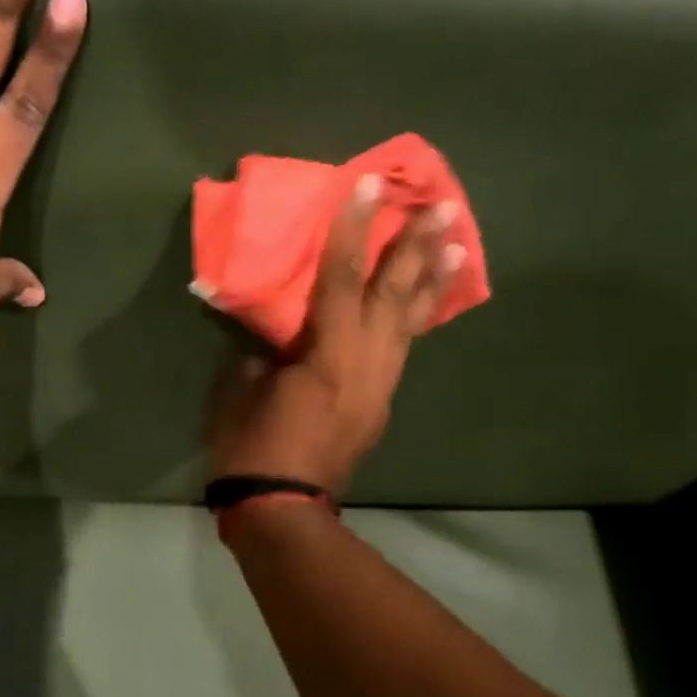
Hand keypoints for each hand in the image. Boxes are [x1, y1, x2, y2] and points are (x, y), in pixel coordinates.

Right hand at [207, 175, 466, 496]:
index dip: (351, 230)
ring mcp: (379, 385)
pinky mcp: (379, 402)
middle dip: (417, 247)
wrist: (283, 510)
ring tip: (458, 243)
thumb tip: (275, 342)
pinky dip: (416, 318)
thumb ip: (262, 354)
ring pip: (410, 322)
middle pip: (394, 296)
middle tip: (444, 206)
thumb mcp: (238, 392)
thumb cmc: (252, 450)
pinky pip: (402, 348)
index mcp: (327, 357)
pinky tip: (425, 301)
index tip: (367, 186)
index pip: (339, 280)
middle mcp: (366, 365)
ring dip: (432, 281)